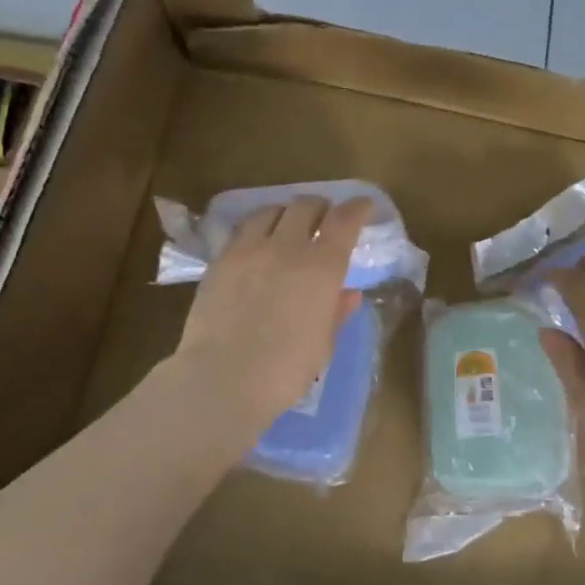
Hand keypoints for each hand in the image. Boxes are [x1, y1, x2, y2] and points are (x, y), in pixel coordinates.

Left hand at [172, 195, 367, 437]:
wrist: (223, 378)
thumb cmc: (285, 370)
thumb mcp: (323, 344)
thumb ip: (336, 312)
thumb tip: (348, 293)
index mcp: (322, 268)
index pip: (344, 221)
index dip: (357, 208)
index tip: (364, 206)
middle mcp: (287, 247)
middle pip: (306, 206)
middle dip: (321, 207)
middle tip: (325, 219)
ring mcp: (249, 249)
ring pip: (272, 211)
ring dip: (287, 213)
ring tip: (289, 226)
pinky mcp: (220, 260)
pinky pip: (244, 229)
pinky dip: (259, 227)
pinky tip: (259, 243)